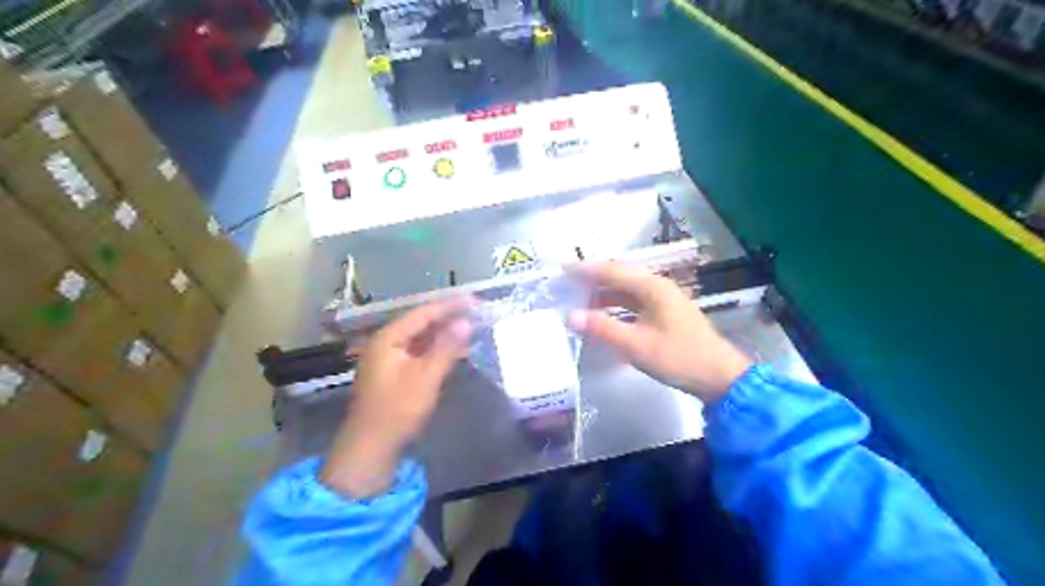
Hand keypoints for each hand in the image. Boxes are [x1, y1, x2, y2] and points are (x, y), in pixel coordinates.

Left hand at [321, 298, 472, 497]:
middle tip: (475, 312)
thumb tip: (466, 321)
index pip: (423, 313)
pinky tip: (453, 350)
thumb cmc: (397, 410)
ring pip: (420, 338)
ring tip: (470, 327)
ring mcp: (388, 358)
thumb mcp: (426, 377)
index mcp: (389, 338)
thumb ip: (446, 347)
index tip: (474, 300)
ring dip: (444, 333)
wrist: (370, 448)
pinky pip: (418, 352)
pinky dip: (436, 348)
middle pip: (421, 323)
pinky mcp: (393, 373)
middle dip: (448, 317)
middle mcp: (386, 343)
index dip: (450, 305)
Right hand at [569, 264, 756, 403]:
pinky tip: (605, 318)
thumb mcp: (636, 344)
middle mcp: (658, 287)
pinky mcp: (666, 315)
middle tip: (568, 284)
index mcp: (652, 287)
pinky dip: (617, 308)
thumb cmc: (678, 357)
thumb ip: (603, 328)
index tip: (562, 269)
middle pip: (620, 277)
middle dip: (593, 279)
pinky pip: (635, 304)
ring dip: (605, 295)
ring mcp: (664, 301)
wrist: (719, 377)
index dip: (585, 270)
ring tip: (581, 301)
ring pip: (628, 291)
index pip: (612, 271)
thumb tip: (571, 316)